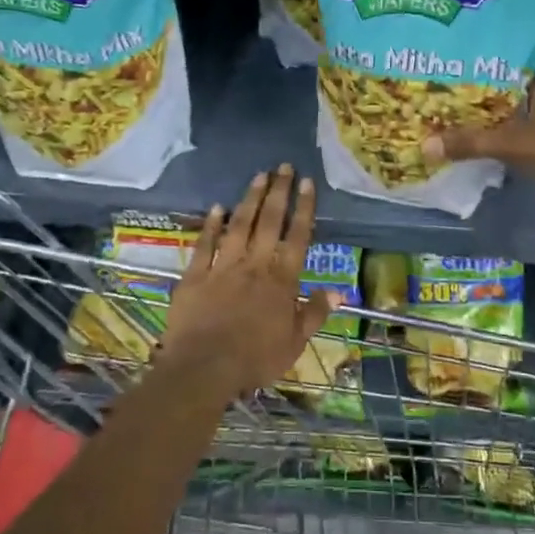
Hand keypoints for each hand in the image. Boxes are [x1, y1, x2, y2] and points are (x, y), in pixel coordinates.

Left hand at [159, 165, 338, 397]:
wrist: (203, 367)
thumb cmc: (254, 359)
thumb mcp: (294, 343)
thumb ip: (315, 313)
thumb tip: (339, 291)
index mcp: (282, 280)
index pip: (297, 236)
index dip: (303, 208)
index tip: (307, 182)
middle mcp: (254, 265)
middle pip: (269, 221)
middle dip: (278, 192)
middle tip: (284, 166)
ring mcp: (222, 266)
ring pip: (239, 225)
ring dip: (250, 199)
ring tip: (258, 176)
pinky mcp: (195, 275)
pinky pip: (205, 244)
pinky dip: (211, 225)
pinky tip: (217, 207)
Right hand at [422, 72, 534, 204]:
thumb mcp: (515, 144)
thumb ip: (472, 143)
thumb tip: (426, 145)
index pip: (507, 64)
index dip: (479, 66)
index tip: (449, 69)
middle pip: (508, 89)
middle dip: (480, 93)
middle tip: (443, 94)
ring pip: (516, 111)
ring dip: (492, 115)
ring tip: (454, 115)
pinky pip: (523, 130)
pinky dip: (504, 133)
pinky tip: (482, 138)